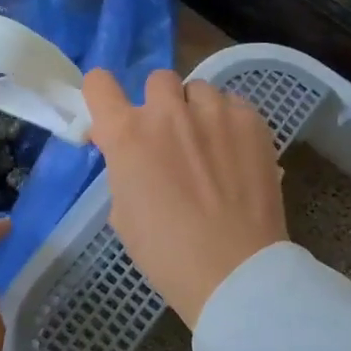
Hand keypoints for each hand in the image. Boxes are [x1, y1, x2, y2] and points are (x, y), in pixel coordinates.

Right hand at [83, 68, 286, 325]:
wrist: (233, 270)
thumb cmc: (166, 253)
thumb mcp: (123, 213)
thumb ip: (122, 168)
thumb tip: (128, 152)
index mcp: (127, 134)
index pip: (98, 83)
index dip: (102, 95)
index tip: (112, 115)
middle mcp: (168, 111)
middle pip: (157, 80)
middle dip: (160, 104)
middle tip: (170, 138)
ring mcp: (214, 112)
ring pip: (199, 90)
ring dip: (197, 111)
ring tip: (210, 146)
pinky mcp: (252, 121)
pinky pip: (234, 104)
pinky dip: (230, 122)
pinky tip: (236, 154)